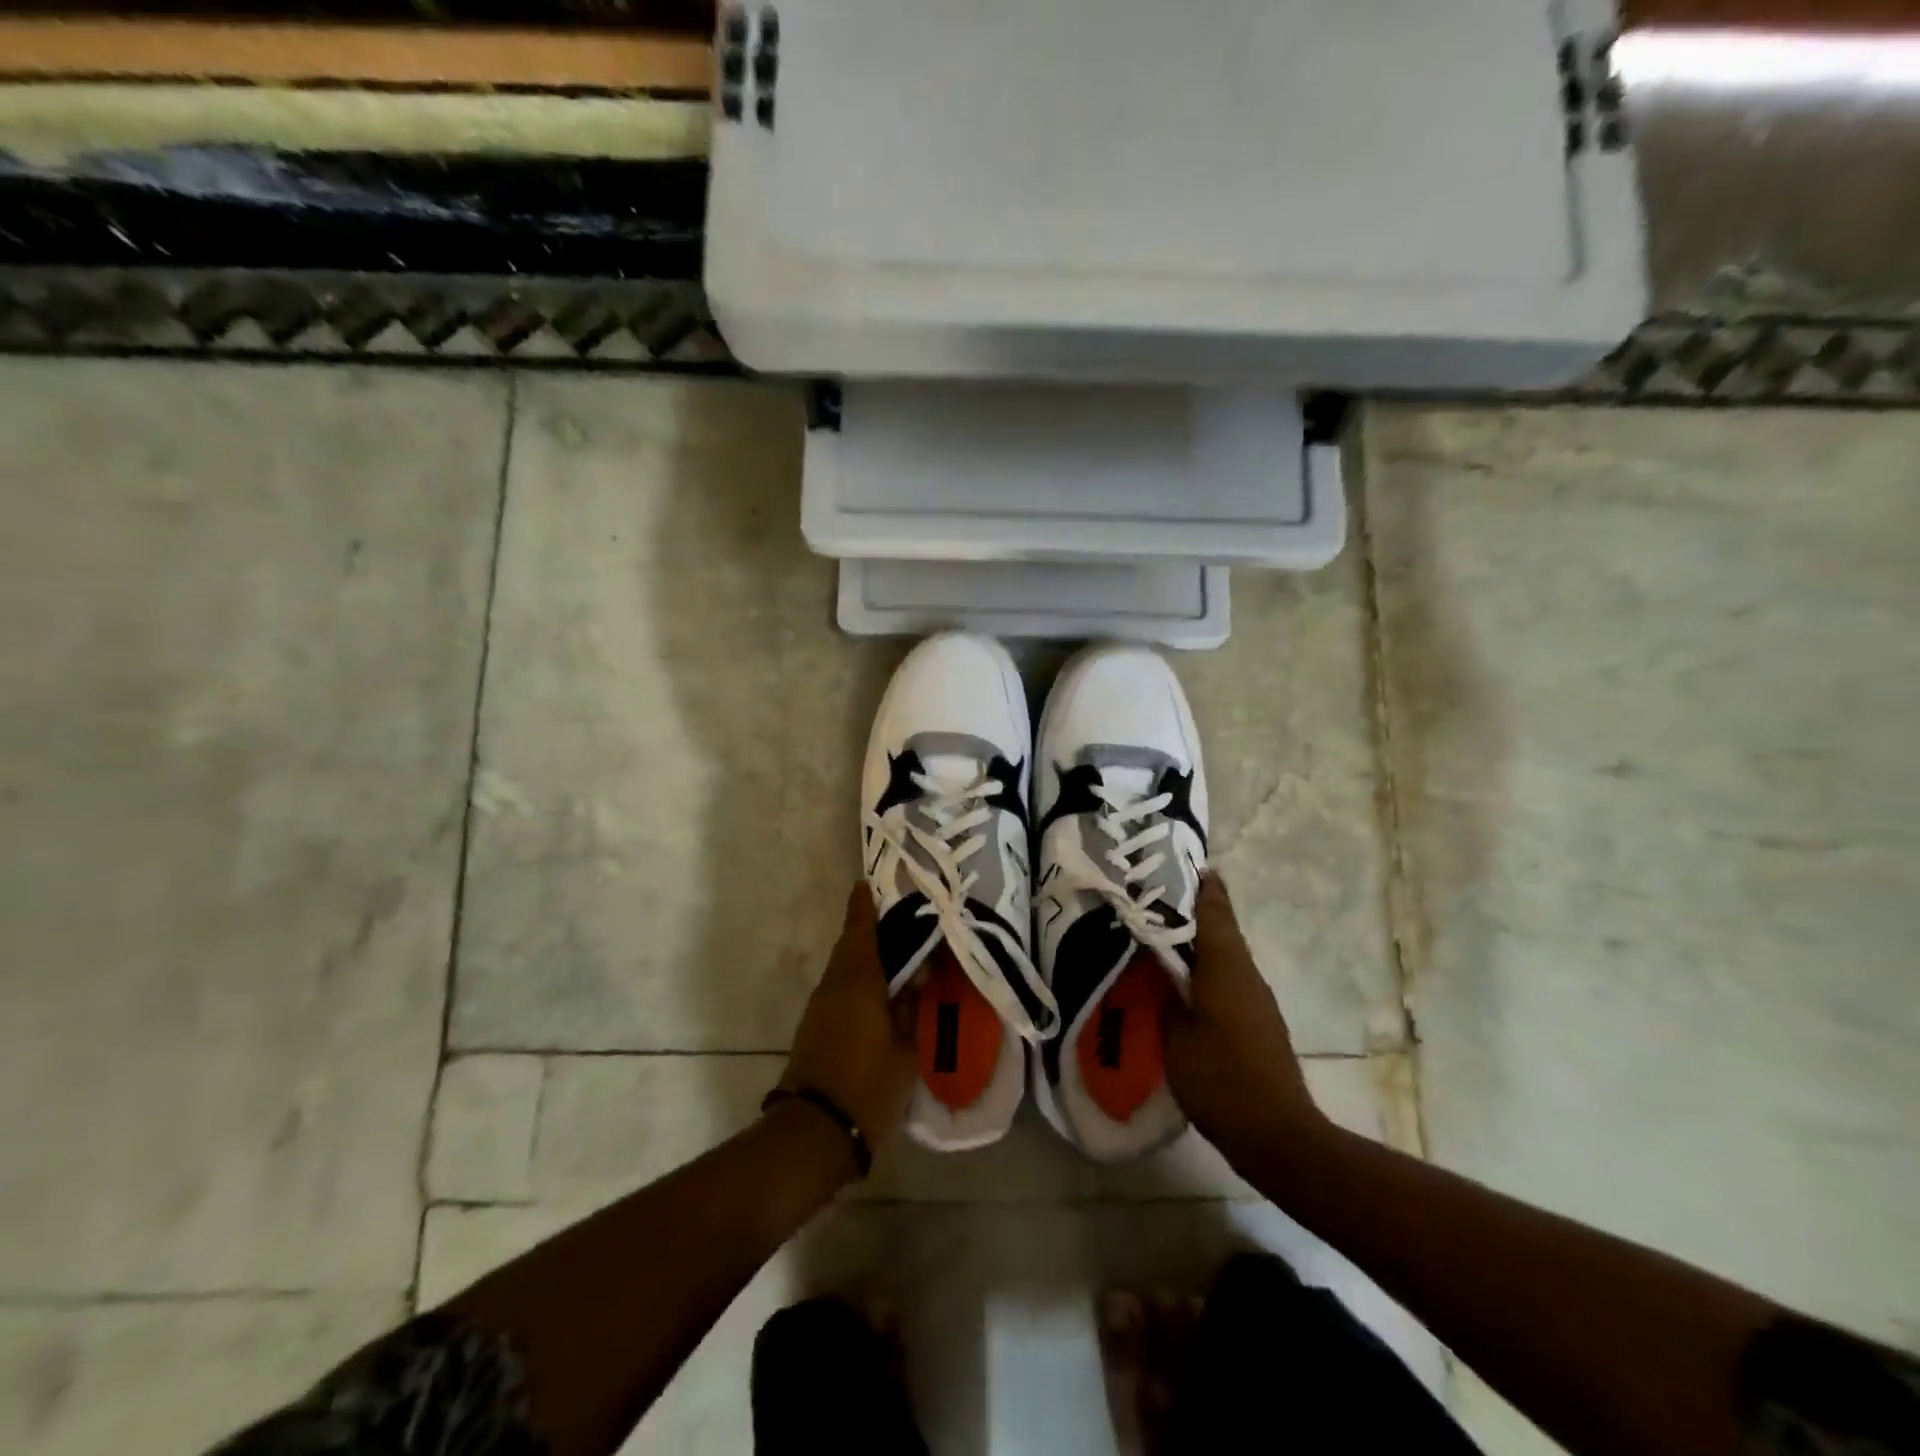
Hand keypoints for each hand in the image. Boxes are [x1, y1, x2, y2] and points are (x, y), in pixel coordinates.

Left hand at [778, 885, 918, 1153]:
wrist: (814, 1134)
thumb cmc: (866, 1085)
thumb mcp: (905, 1049)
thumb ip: (912, 1008)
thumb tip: (918, 977)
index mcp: (856, 980)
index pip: (859, 929)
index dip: (864, 905)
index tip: (869, 883)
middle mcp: (833, 985)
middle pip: (850, 946)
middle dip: (870, 930)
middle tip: (901, 922)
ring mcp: (820, 1008)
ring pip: (844, 969)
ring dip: (865, 957)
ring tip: (898, 956)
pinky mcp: (815, 1029)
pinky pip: (840, 990)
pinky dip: (859, 981)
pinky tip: (880, 992)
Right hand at [1164, 875, 1327, 1168]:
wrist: (1277, 1135)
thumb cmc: (1220, 1079)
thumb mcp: (1173, 1035)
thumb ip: (1162, 994)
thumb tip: (1153, 965)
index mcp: (1225, 967)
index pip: (1213, 911)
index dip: (1199, 884)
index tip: (1182, 861)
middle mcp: (1245, 974)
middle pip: (1220, 927)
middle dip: (1192, 908)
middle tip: (1154, 894)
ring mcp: (1255, 999)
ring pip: (1223, 954)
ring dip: (1197, 939)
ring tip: (1159, 932)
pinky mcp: (1256, 1021)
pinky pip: (1226, 978)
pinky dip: (1204, 967)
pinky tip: (1179, 978)